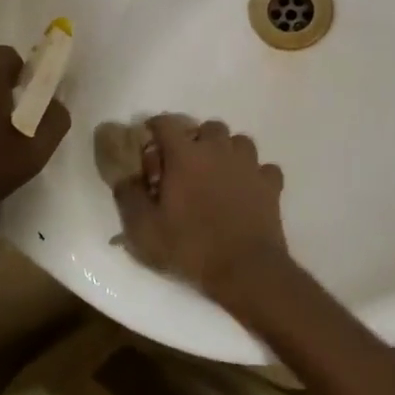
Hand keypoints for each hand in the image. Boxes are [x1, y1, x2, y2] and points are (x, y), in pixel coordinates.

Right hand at [112, 115, 287, 302]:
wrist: (245, 270)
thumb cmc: (190, 246)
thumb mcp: (144, 230)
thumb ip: (128, 196)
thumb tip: (124, 176)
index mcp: (185, 155)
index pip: (166, 123)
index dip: (155, 127)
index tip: (150, 141)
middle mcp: (218, 150)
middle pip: (208, 127)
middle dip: (196, 139)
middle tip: (186, 164)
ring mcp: (248, 165)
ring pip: (239, 142)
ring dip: (227, 152)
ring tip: (219, 174)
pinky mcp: (270, 184)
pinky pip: (264, 168)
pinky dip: (255, 175)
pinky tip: (247, 190)